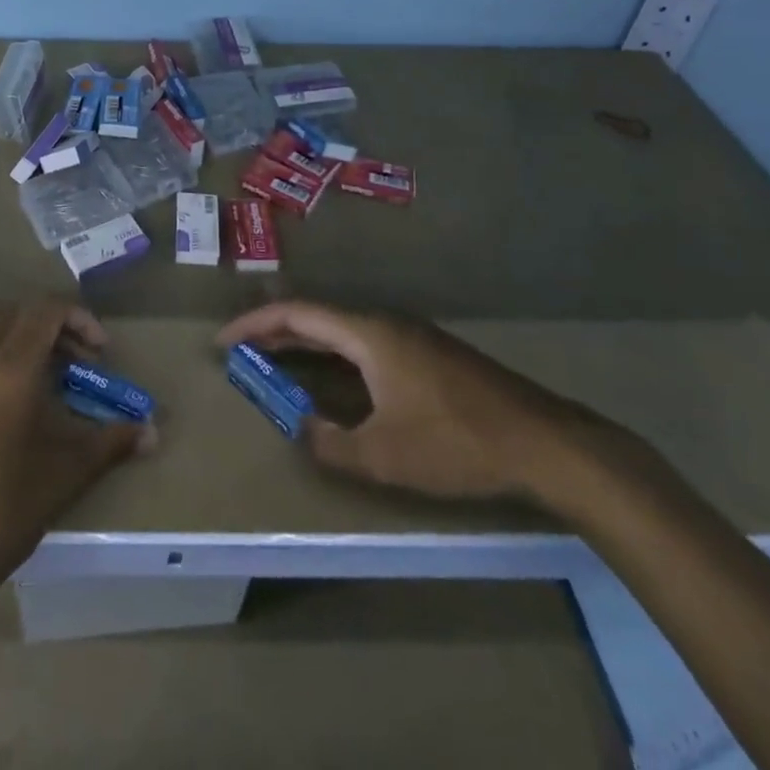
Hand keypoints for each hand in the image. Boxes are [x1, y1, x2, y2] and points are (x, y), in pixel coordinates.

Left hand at [0, 296, 149, 606]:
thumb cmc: (1, 513)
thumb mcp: (65, 474)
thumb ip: (111, 443)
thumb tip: (151, 432)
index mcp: (9, 369)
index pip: (45, 311)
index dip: (79, 319)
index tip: (100, 352)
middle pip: (16, 312)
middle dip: (53, 326)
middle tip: (76, 361)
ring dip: (15, 327)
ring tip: (39, 362)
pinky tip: (5, 387)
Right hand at [217, 301, 609, 503]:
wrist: (545, 442)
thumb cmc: (456, 442)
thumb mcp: (385, 454)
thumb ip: (332, 443)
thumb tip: (301, 428)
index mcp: (368, 333)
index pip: (298, 315)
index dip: (256, 325)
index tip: (224, 341)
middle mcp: (385, 323)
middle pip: (317, 317)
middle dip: (275, 332)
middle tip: (242, 353)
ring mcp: (411, 336)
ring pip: (343, 329)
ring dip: (306, 343)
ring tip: (277, 363)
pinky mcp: (430, 354)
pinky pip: (365, 342)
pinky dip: (334, 354)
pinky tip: (336, 379)